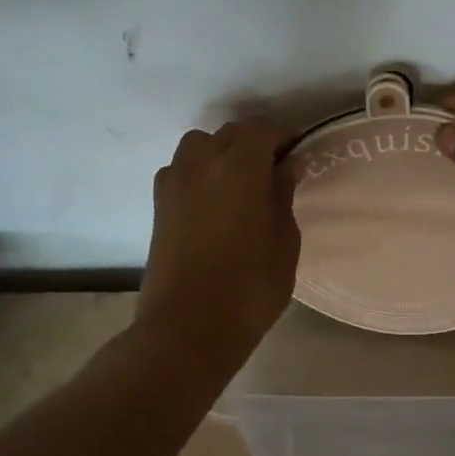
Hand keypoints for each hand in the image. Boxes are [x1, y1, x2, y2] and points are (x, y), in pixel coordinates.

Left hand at [138, 117, 300, 353]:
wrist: (187, 327)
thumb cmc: (250, 285)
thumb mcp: (284, 239)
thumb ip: (283, 194)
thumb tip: (287, 166)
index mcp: (240, 164)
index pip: (262, 128)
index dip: (282, 136)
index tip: (297, 154)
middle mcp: (203, 161)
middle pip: (230, 133)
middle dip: (253, 143)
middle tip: (273, 171)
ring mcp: (175, 181)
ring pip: (199, 145)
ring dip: (221, 153)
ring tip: (238, 183)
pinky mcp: (158, 204)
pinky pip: (180, 170)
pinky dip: (198, 172)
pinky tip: (212, 201)